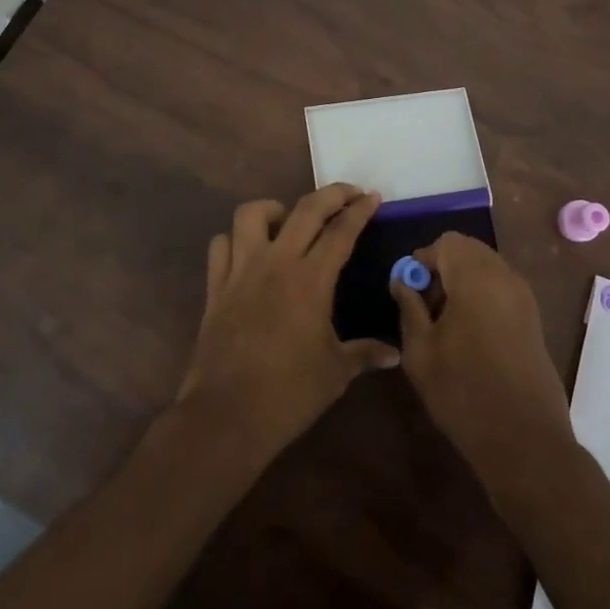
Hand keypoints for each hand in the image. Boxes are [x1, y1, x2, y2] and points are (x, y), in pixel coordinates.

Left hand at [174, 185, 399, 463]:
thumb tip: (394, 354)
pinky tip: (248, 253)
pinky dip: (235, 240)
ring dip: (274, 209)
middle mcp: (276, 262)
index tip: (373, 196)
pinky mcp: (216, 287)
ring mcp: (241, 270)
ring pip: (251, 214)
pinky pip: (221, 246)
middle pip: (305, 209)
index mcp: (311, 279)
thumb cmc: (289, 393)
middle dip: (331, 194)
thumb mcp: (336, 373)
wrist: (227, 415)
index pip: (341, 231)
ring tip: (288, 221)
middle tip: (349, 192)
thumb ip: (365, 354)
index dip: (359, 210)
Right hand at [390, 232, 575, 477]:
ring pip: (486, 268)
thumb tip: (404, 281)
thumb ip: (409, 307)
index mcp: (476, 277)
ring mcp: (524, 297)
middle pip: (468, 251)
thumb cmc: (463, 392)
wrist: (524, 440)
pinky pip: (501, 288)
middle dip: (443, 268)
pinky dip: (481, 296)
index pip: (446, 242)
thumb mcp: (420, 350)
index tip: (410, 292)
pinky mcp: (533, 319)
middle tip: (426, 307)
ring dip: (462, 282)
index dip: (423, 260)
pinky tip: (469, 335)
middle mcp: (505, 276)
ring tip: (445, 324)